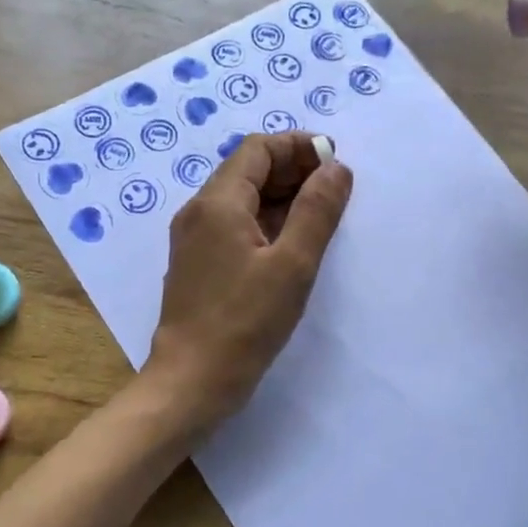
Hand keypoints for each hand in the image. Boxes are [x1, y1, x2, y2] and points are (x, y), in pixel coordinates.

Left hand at [143, 132, 352, 428]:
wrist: (192, 380)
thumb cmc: (245, 322)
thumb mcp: (292, 265)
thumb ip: (316, 211)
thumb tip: (335, 168)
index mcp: (217, 203)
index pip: (257, 149)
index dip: (297, 147)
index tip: (334, 160)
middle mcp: (198, 212)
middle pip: (247, 170)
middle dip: (292, 170)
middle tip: (334, 188)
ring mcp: (193, 239)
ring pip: (241, 199)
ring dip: (280, 197)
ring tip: (320, 213)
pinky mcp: (197, 263)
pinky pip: (233, 225)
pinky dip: (264, 221)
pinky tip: (291, 242)